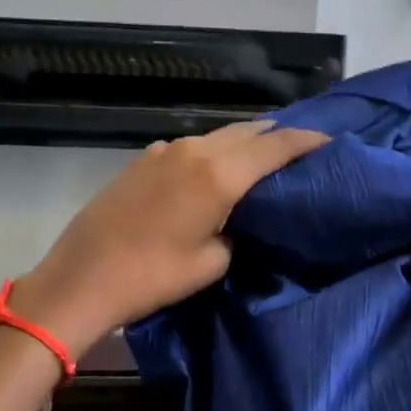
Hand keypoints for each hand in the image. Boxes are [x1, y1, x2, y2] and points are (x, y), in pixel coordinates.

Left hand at [11, 120, 327, 352]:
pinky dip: (213, 154)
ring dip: (243, 144)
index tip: (330, 140)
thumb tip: (236, 221)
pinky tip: (216, 173)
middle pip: (246, 132)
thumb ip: (235, 232)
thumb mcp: (211, 264)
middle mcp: (193, 151)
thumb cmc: (152, 277)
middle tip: (300, 151)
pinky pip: (191, 149)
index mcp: (218, 174)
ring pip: (217, 137)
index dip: (306, 140)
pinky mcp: (142, 161)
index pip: (275, 146)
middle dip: (276, 137)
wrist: (80, 279)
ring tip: (263, 160)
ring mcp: (163, 152)